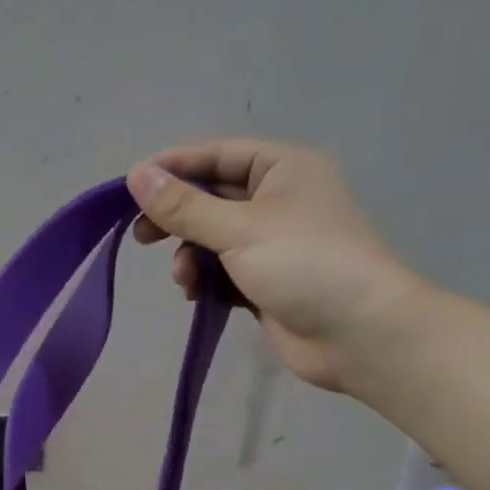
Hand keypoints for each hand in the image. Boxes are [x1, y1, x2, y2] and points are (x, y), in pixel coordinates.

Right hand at [126, 138, 428, 393]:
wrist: (359, 334)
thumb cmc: (304, 265)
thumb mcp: (239, 229)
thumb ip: (184, 206)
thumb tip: (135, 175)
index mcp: (283, 169)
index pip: (216, 156)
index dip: (173, 168)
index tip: (130, 187)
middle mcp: (278, 199)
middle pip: (211, 197)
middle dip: (177, 218)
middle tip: (142, 237)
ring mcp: (272, 243)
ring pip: (212, 238)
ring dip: (190, 255)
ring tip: (184, 278)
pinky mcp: (266, 281)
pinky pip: (222, 270)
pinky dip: (205, 279)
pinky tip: (197, 295)